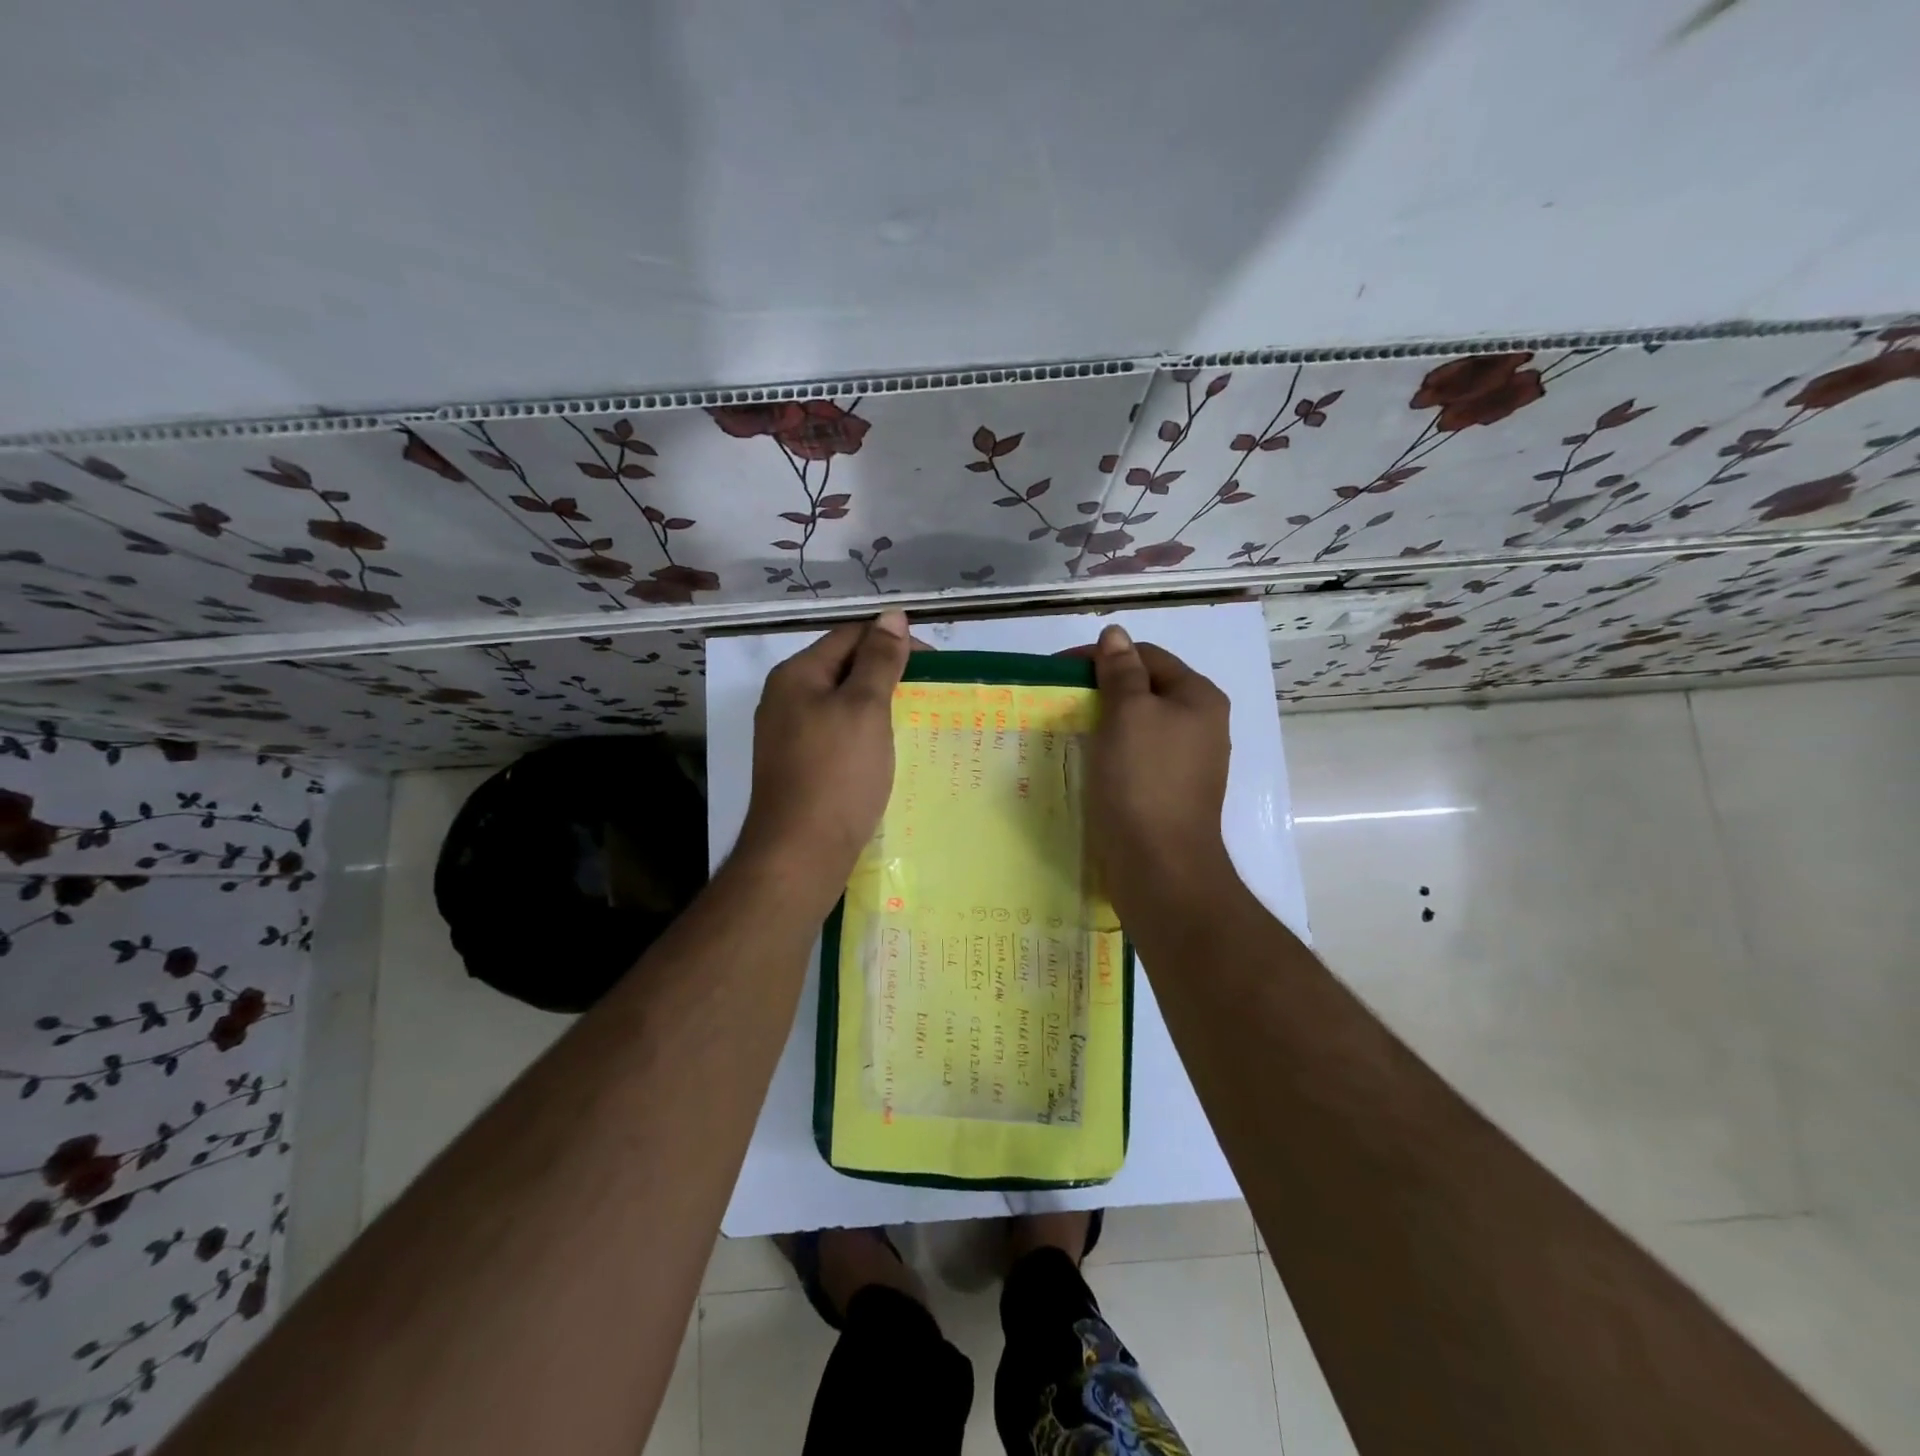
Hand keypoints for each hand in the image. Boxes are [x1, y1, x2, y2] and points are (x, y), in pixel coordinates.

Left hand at [735, 611, 912, 905]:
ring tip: (917, 720)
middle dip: (889, 674)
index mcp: (797, 674)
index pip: (851, 636)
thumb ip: (880, 660)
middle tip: (930, 694)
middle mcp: (786, 698)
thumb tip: (892, 615)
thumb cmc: (837, 774)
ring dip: (880, 706)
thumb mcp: (865, 708)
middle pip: (844, 668)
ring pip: (843, 703)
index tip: (934, 666)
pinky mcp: (799, 766)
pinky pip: (838, 734)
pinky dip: (866, 734)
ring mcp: (789, 734)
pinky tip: (889, 751)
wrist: (799, 854)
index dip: (894, 642)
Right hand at [1080, 624, 1234, 918]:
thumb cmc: (1144, 780)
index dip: (1103, 656)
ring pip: (1140, 725)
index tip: (1059, 672)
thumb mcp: (1128, 714)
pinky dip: (1112, 751)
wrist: (1161, 865)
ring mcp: (1188, 761)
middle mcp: (1201, 724)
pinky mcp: (1170, 791)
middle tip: (1060, 702)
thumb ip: (1121, 670)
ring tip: (1068, 730)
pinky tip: (1088, 762)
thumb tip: (1115, 633)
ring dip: (1104, 722)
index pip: (1147, 655)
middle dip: (1102, 690)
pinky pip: (1138, 756)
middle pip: (1145, 689)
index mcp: (1198, 697)